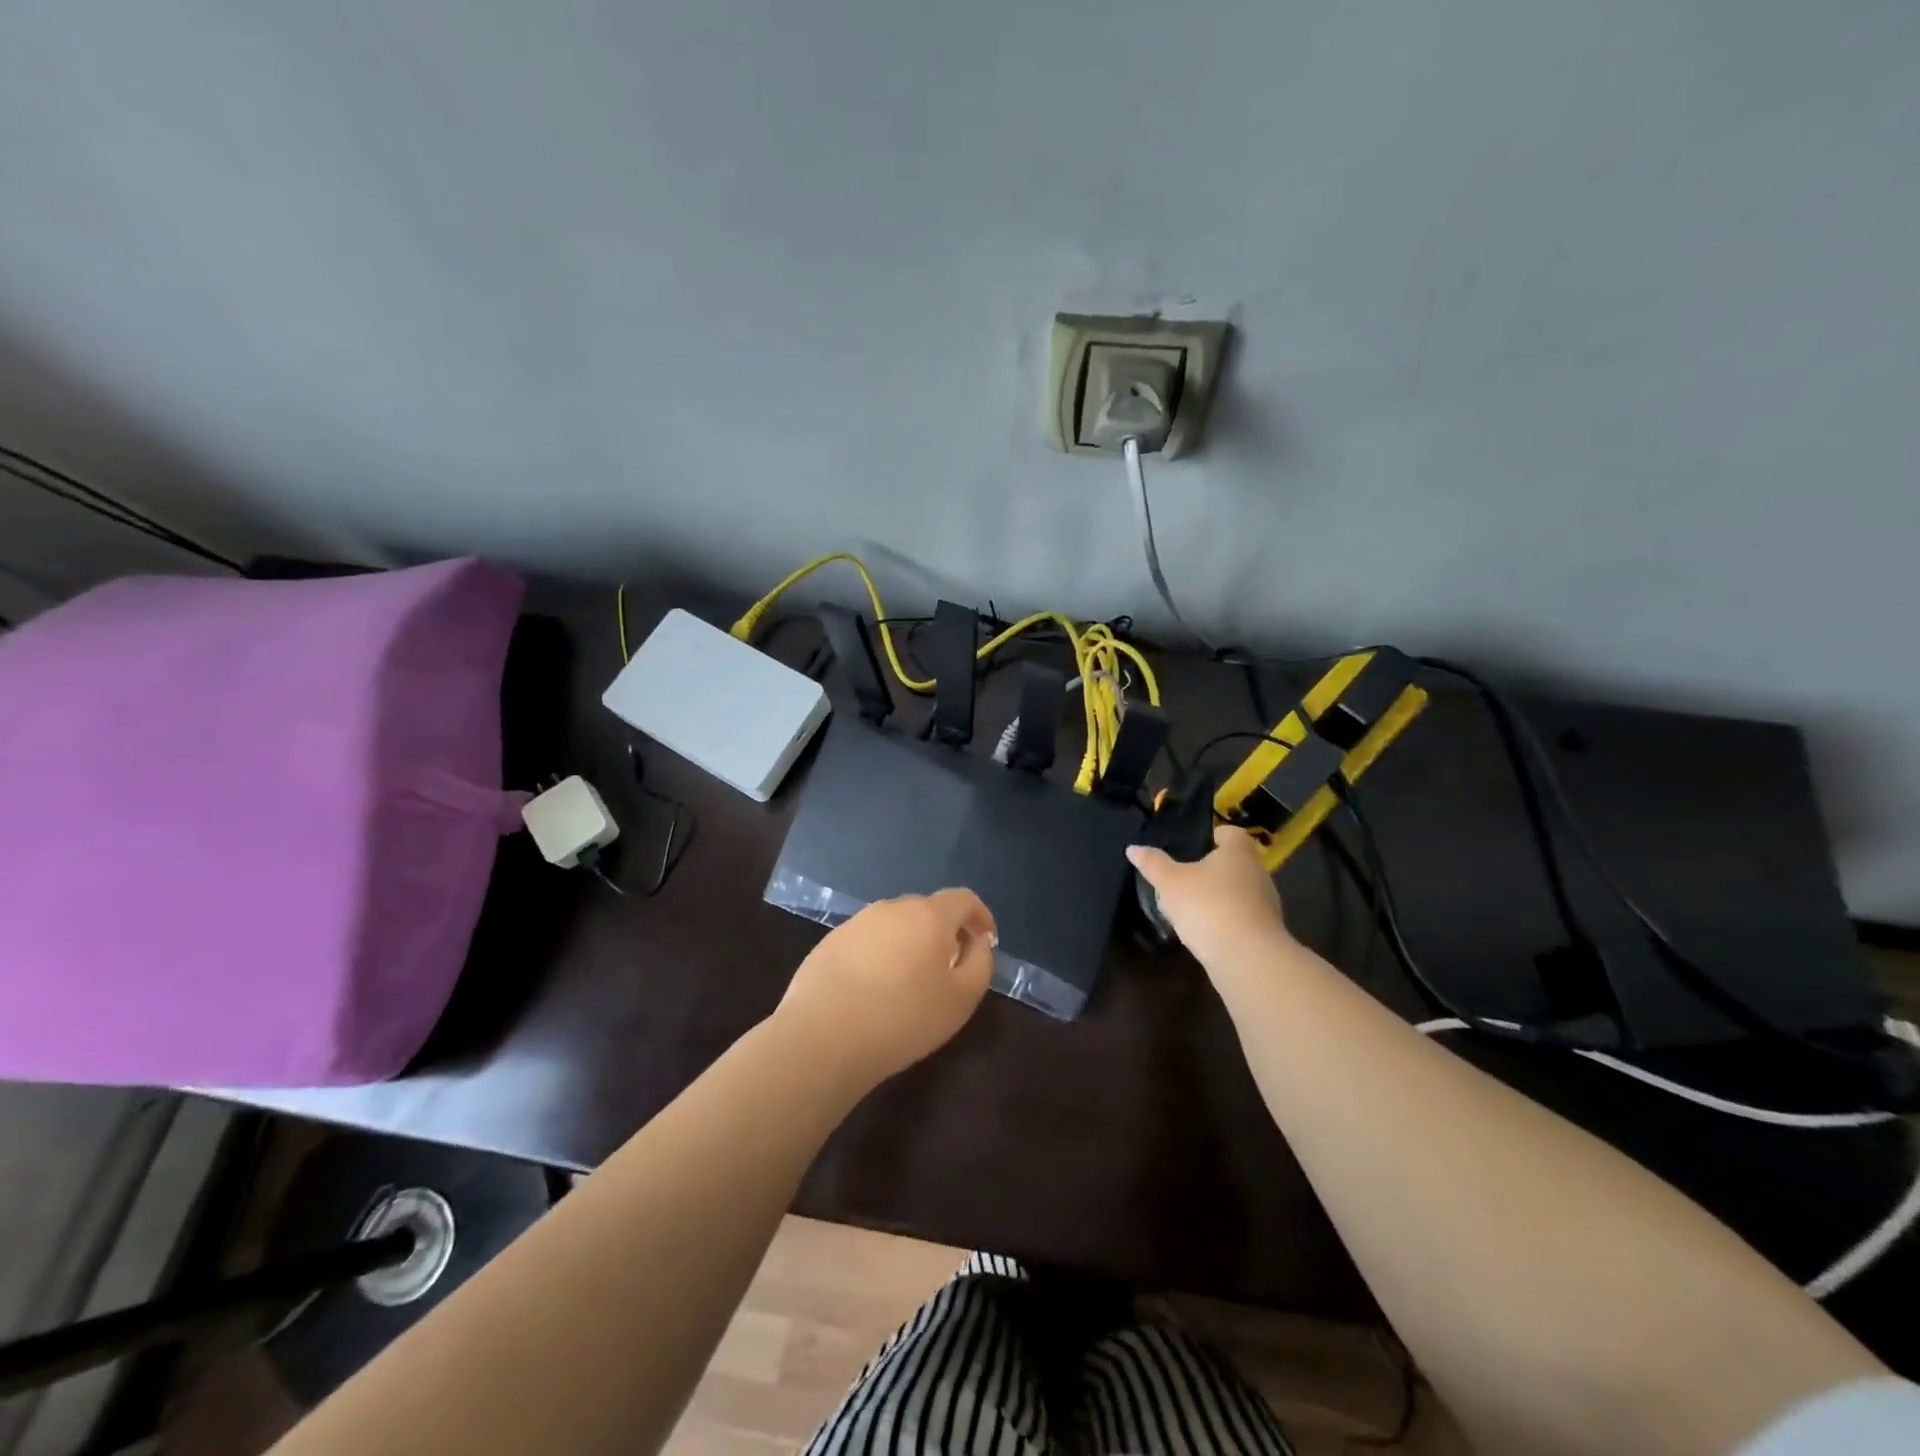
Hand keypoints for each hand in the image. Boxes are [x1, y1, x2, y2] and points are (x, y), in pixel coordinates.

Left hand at [774, 889, 997, 1086]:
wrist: (822, 1038)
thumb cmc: (903, 1019)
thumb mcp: (962, 999)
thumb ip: (980, 963)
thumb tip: (978, 942)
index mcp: (928, 915)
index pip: (963, 898)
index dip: (980, 916)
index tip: (986, 941)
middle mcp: (892, 908)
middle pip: (928, 910)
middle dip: (945, 932)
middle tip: (949, 968)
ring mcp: (857, 922)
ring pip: (896, 925)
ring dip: (910, 944)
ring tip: (910, 982)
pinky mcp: (830, 941)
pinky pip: (868, 940)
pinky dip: (880, 956)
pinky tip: (874, 990)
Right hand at [1127, 826, 1293, 972]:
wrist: (1248, 959)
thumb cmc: (1208, 906)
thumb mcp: (1171, 882)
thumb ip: (1153, 864)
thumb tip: (1133, 848)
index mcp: (1238, 853)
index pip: (1233, 833)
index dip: (1217, 835)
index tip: (1200, 842)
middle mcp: (1258, 873)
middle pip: (1237, 863)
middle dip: (1215, 868)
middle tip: (1188, 875)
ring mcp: (1265, 904)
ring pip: (1240, 892)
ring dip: (1220, 896)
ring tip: (1193, 905)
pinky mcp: (1265, 932)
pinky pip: (1242, 917)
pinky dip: (1226, 919)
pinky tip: (1206, 930)